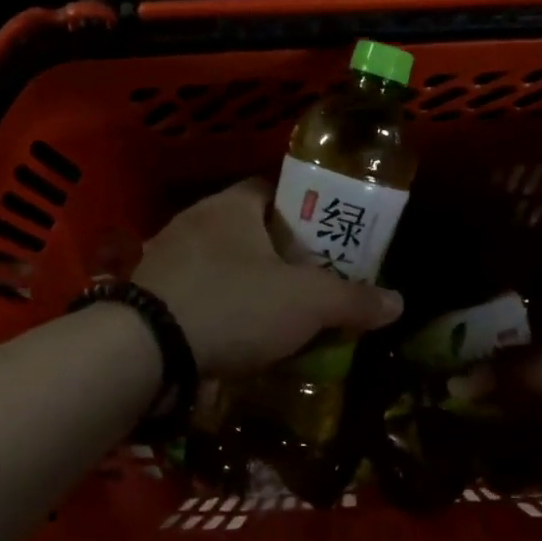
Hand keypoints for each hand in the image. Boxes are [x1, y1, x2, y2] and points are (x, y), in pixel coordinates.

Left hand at [133, 178, 404, 375]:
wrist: (143, 350)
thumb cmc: (234, 305)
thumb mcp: (307, 303)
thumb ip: (354, 300)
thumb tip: (398, 302)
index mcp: (231, 205)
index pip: (271, 189)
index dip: (302, 212)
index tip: (320, 242)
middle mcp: (193, 220)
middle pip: (246, 229)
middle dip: (275, 255)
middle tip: (303, 285)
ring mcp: (163, 257)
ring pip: (217, 262)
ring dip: (242, 283)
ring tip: (269, 316)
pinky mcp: (145, 294)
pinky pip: (191, 292)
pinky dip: (213, 308)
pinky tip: (228, 336)